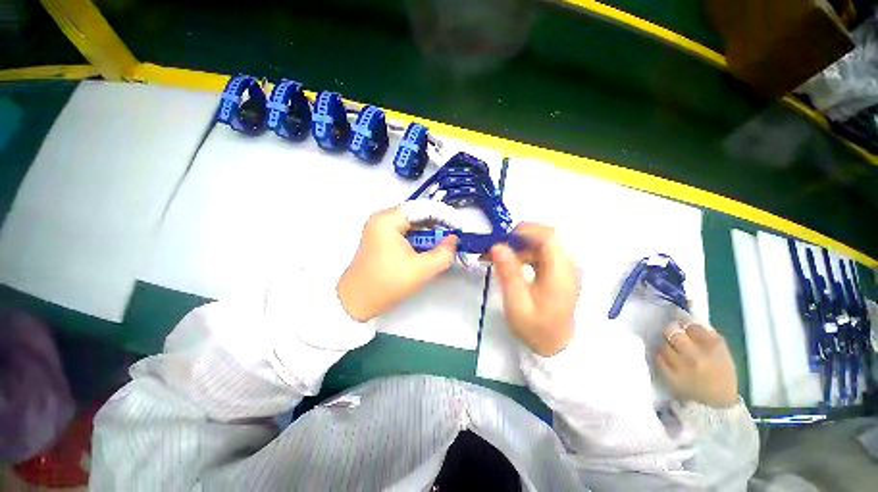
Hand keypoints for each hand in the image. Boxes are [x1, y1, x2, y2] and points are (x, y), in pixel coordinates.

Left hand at [336, 206, 457, 321]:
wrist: (356, 302)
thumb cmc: (386, 283)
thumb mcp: (420, 270)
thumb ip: (443, 254)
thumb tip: (454, 240)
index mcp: (388, 220)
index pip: (422, 208)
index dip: (445, 215)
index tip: (460, 226)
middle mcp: (382, 218)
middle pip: (417, 214)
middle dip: (438, 224)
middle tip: (454, 236)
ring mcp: (380, 228)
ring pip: (412, 224)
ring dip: (430, 232)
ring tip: (445, 243)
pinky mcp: (382, 238)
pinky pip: (406, 232)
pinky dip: (420, 239)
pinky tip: (429, 248)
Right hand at [490, 223, 579, 356]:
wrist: (556, 346)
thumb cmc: (536, 329)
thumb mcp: (517, 304)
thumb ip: (508, 273)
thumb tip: (497, 246)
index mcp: (560, 273)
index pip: (548, 237)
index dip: (525, 230)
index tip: (502, 236)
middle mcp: (567, 265)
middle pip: (545, 237)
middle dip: (518, 237)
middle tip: (495, 247)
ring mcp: (565, 268)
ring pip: (541, 244)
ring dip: (518, 245)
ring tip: (497, 257)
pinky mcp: (559, 271)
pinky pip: (541, 253)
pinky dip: (524, 253)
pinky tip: (510, 263)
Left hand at [655, 322, 738, 407]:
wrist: (716, 405)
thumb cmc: (721, 376)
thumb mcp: (722, 353)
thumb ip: (707, 335)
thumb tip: (687, 318)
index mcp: (714, 348)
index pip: (691, 326)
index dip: (686, 325)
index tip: (685, 328)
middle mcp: (697, 355)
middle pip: (672, 331)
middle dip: (671, 330)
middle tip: (673, 333)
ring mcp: (682, 366)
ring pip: (664, 344)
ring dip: (667, 345)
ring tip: (674, 350)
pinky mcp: (670, 376)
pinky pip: (657, 357)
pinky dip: (660, 356)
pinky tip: (668, 359)